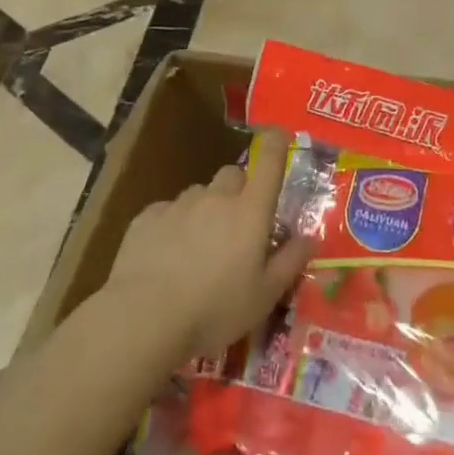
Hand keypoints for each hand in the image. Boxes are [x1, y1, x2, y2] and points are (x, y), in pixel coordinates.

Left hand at [103, 130, 315, 364]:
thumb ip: (290, 261)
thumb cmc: (215, 310)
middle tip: (238, 225)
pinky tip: (166, 256)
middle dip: (239, 190)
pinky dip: (174, 224)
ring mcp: (179, 204)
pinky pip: (168, 211)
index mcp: (250, 211)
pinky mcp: (146, 217)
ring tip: (199, 247)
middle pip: (233, 175)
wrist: (144, 319)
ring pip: (200, 193)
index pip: (270, 162)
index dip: (277, 144)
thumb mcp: (265, 296)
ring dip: (206, 209)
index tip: (280, 135)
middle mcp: (216, 197)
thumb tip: (310, 237)